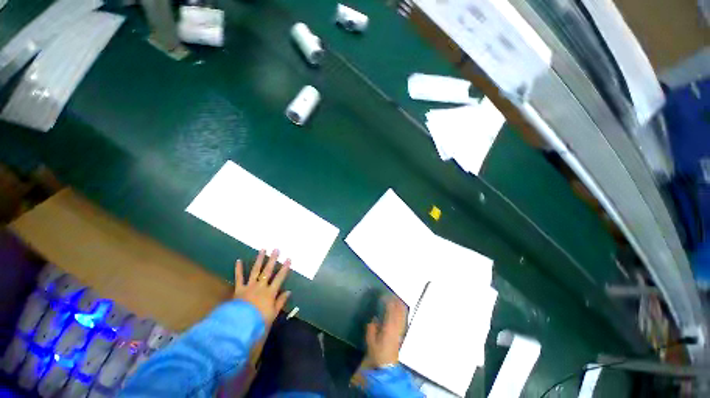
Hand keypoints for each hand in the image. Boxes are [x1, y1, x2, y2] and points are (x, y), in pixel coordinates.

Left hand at [234, 249, 290, 325]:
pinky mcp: (238, 290)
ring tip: (262, 250)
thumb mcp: (272, 315)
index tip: (288, 259)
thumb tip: (288, 291)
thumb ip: (280, 302)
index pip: (279, 278)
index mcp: (270, 293)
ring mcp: (249, 287)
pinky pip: (239, 278)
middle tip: (276, 249)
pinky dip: (238, 269)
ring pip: (255, 271)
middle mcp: (260, 286)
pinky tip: (238, 260)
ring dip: (259, 260)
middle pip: (268, 271)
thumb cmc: (258, 322)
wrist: (238, 327)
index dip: (284, 268)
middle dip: (273, 260)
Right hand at [364, 297, 407, 367]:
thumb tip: (374, 319)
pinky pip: (403, 321)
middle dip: (396, 303)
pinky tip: (402, 311)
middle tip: (393, 295)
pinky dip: (403, 314)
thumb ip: (372, 329)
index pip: (390, 311)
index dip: (388, 302)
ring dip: (401, 307)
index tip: (385, 296)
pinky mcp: (401, 335)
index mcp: (388, 327)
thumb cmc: (378, 353)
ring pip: (402, 316)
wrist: (387, 366)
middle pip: (398, 312)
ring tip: (399, 299)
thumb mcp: (370, 341)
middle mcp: (396, 327)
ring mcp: (400, 331)